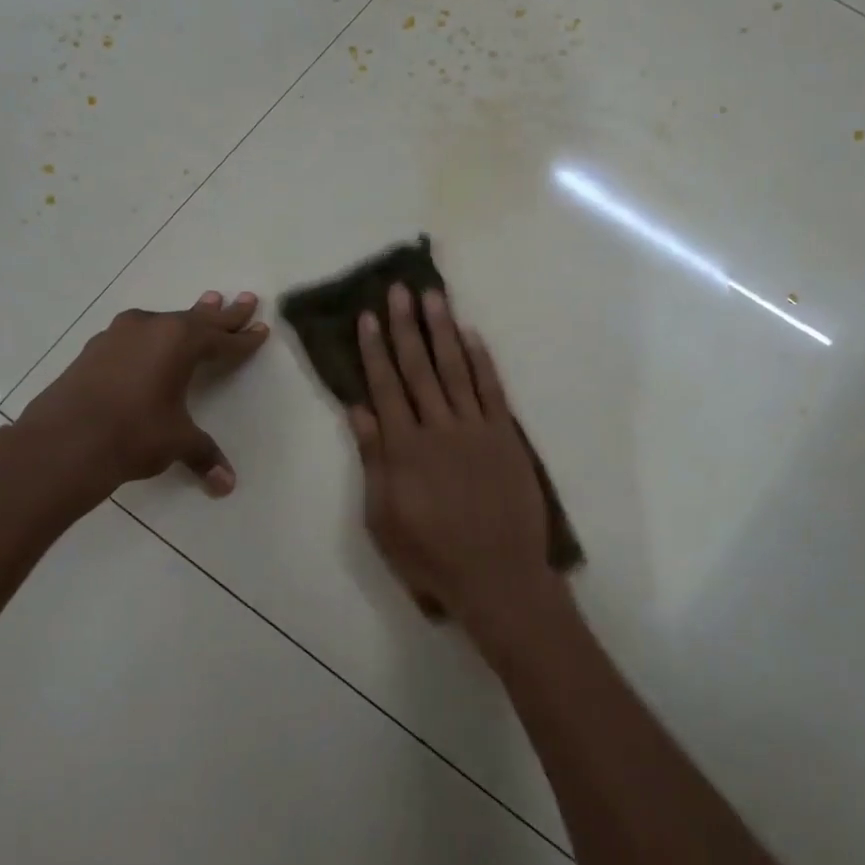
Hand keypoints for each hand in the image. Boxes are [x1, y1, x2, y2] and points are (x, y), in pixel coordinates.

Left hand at [23, 290, 267, 497]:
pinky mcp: (95, 348)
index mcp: (180, 342)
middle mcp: (152, 328)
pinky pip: (137, 333)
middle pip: (198, 319)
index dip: (244, 339)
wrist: (61, 442)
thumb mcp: (176, 442)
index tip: (261, 329)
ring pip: (165, 321)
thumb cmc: (133, 434)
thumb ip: (203, 455)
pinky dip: (155, 334)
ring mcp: (119, 335)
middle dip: (224, 313)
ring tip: (206, 302)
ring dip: (188, 317)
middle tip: (246, 298)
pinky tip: (152, 337)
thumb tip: (226, 485)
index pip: (222, 340)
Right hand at [349, 283, 560, 638]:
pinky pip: (492, 389)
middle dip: (406, 326)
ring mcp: (476, 428)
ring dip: (443, 330)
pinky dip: (481, 360)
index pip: (385, 386)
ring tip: (433, 296)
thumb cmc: (431, 554)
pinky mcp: (506, 436)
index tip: (368, 316)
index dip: (375, 349)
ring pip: (456, 369)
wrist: (497, 576)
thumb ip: (373, 460)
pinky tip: (471, 335)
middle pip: (419, 367)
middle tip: (399, 289)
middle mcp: (439, 427)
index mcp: (405, 448)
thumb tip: (359, 410)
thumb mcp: (384, 517)